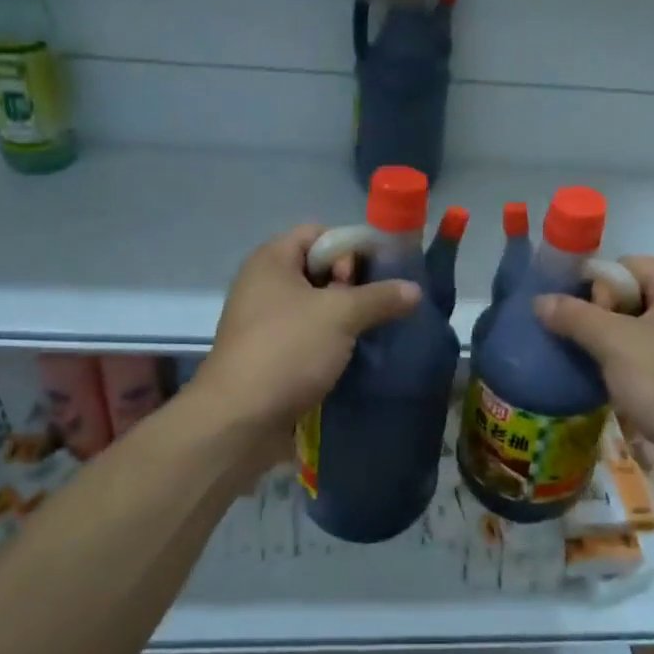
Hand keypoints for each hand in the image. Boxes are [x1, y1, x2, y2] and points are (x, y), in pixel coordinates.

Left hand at [189, 225, 421, 463]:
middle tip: (381, 302)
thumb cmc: (287, 350)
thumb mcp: (340, 315)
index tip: (382, 268)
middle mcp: (264, 285)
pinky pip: (309, 336)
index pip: (317, 232)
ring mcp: (266, 323)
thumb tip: (414, 290)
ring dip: (347, 316)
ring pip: (316, 306)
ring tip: (379, 327)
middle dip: (353, 282)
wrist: (239, 421)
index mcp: (272, 260)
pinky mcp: (272, 356)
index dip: (351, 244)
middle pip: (318, 268)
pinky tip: (360, 353)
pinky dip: (334, 341)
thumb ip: (380, 297)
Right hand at [533, 256, 653, 476]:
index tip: (578, 313)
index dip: (599, 283)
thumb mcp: (614, 344)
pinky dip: (629, 366)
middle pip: (635, 296)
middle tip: (583, 341)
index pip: (630, 265)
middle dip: (602, 315)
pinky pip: (653, 359)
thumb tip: (540, 301)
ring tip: (588, 363)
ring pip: (641, 330)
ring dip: (611, 344)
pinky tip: (610, 385)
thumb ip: (574, 316)